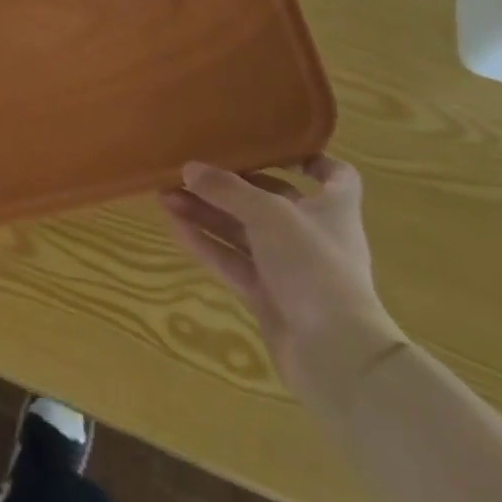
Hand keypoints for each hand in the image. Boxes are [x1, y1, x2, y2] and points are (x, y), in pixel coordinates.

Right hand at [160, 158, 404, 412]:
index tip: (273, 146)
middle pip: (269, 200)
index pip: (335, 175)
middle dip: (229, 185)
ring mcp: (289, 268)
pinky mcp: (268, 296)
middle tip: (188, 170)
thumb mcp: (268, 215)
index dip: (309, 158)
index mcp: (333, 208)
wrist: (335, 355)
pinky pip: (231, 261)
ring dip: (207, 213)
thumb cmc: (314, 266)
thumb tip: (189, 168)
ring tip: (165, 194)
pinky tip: (173, 226)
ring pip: (242, 232)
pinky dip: (205, 243)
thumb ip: (227, 189)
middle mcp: (312, 234)